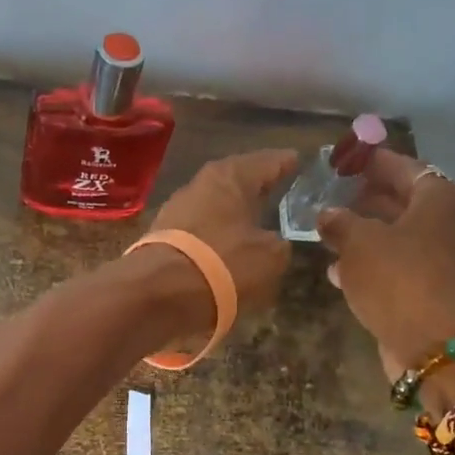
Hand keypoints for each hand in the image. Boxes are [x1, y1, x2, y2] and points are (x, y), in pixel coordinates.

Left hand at [139, 148, 298, 342]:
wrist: (157, 294)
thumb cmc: (223, 264)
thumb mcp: (270, 257)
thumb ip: (279, 244)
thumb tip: (273, 243)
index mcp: (230, 176)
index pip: (268, 161)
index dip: (286, 162)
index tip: (297, 160)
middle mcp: (199, 185)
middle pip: (236, 181)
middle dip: (255, 187)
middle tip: (277, 190)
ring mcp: (175, 211)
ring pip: (215, 207)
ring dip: (232, 214)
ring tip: (253, 223)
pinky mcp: (162, 239)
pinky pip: (199, 232)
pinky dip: (214, 237)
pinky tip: (225, 248)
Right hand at [316, 151, 454, 381]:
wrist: (436, 345)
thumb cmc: (399, 277)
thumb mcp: (358, 242)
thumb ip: (339, 222)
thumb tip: (328, 214)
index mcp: (441, 199)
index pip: (404, 167)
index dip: (372, 162)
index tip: (346, 159)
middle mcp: (450, 225)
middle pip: (403, 203)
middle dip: (367, 201)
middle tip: (334, 196)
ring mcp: (445, 261)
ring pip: (399, 239)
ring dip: (365, 237)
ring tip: (329, 235)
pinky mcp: (433, 293)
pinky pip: (399, 268)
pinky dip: (373, 266)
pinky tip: (340, 273)